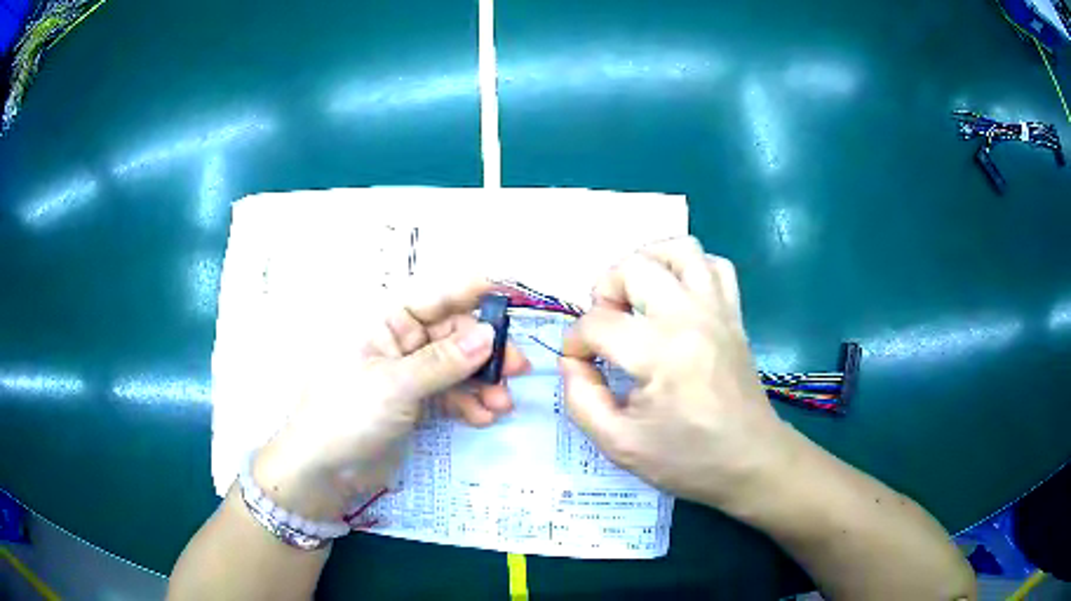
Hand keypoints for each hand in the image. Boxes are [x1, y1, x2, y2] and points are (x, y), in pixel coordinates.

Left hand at [253, 278, 529, 519]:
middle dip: (486, 352)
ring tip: (502, 405)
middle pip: (453, 335)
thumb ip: (443, 362)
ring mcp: (408, 375)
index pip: (435, 297)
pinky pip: (449, 395)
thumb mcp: (394, 386)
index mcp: (385, 323)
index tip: (513, 294)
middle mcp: (400, 343)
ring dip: (482, 383)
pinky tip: (482, 418)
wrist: (323, 471)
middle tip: (519, 369)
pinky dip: (467, 404)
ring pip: (456, 368)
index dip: (473, 292)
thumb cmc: (346, 414)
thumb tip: (490, 335)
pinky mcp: (414, 404)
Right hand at [560, 237, 791, 509]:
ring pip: (679, 249)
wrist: (752, 461)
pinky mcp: (734, 314)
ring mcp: (718, 310)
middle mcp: (691, 317)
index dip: (575, 343)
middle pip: (633, 268)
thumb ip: (582, 400)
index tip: (579, 365)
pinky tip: (675, 297)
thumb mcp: (619, 445)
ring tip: (635, 298)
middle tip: (606, 327)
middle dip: (604, 291)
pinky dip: (688, 269)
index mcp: (661, 354)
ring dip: (646, 264)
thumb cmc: (688, 459)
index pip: (598, 323)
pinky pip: (714, 265)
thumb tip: (573, 361)